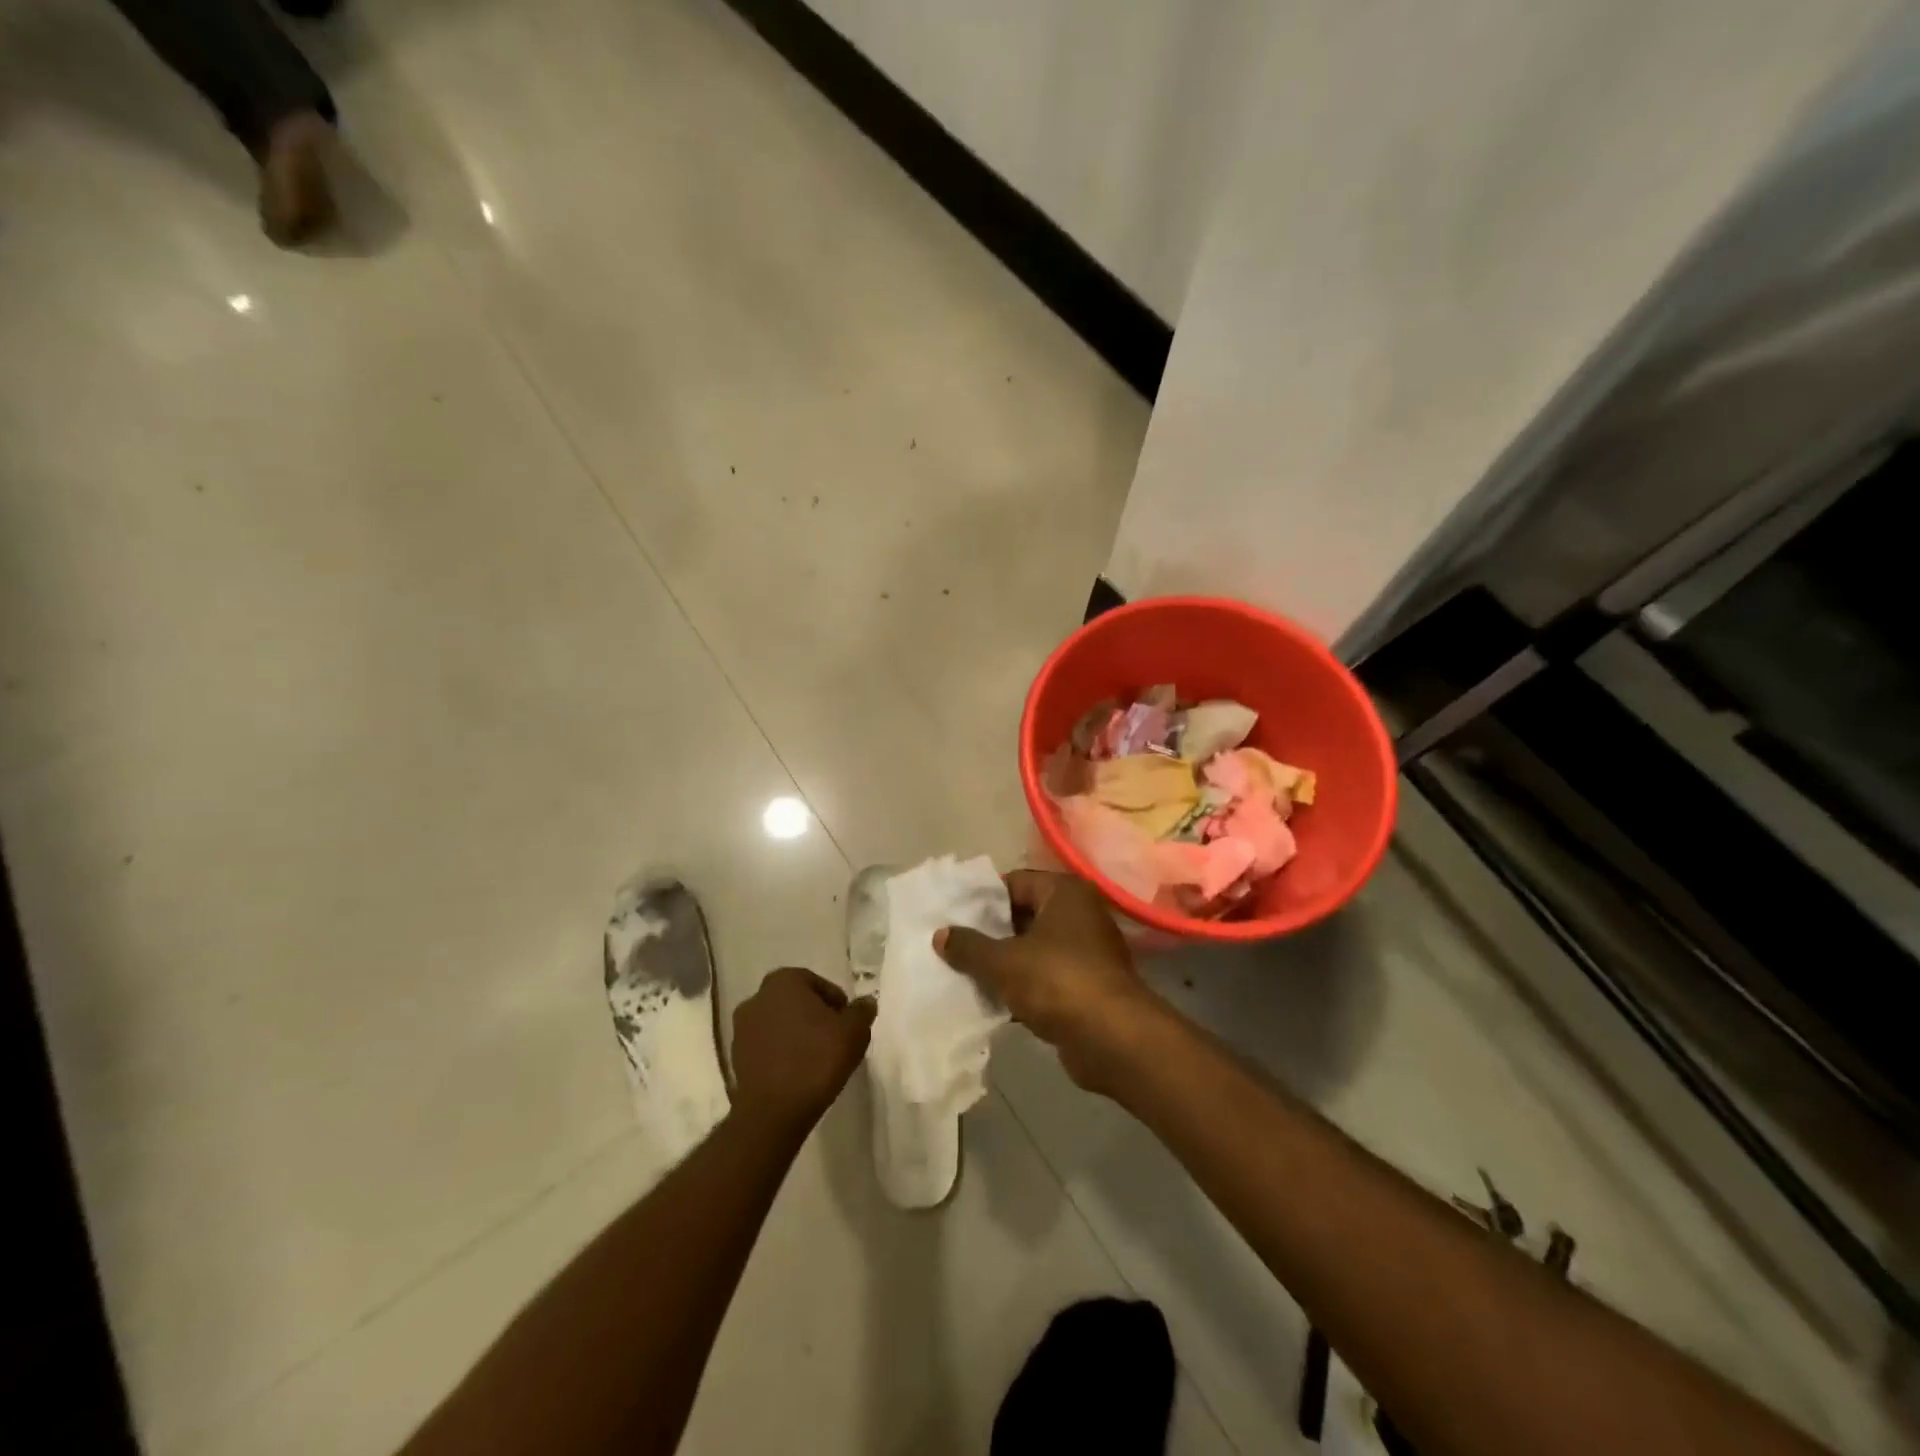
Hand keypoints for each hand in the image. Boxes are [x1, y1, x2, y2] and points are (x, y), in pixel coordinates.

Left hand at [730, 967, 874, 1138]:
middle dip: (815, 1017)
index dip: (837, 1004)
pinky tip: (797, 1072)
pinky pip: (766, 1047)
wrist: (773, 1112)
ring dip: (796, 1035)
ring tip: (816, 1059)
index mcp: (784, 981)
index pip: (818, 984)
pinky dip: (781, 1053)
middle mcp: (757, 998)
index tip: (847, 1025)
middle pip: (796, 1002)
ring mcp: (741, 1028)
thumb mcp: (853, 1032)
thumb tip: (866, 1002)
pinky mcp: (735, 1057)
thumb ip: (862, 1012)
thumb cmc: (816, 1060)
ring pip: (779, 1024)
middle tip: (834, 1039)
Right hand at [935, 871, 1164, 1094]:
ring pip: (1035, 949)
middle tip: (955, 946)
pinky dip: (1024, 986)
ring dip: (1006, 963)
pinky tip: (994, 1001)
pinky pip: (1047, 977)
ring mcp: (1088, 951)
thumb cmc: (1057, 982)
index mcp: (1064, 892)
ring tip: (966, 974)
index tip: (954, 916)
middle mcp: (1080, 914)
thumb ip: (969, 946)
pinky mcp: (1088, 985)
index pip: (1015, 882)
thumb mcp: (1003, 962)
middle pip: (1025, 915)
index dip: (983, 899)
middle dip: (991, 933)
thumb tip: (941, 934)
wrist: (1113, 1039)